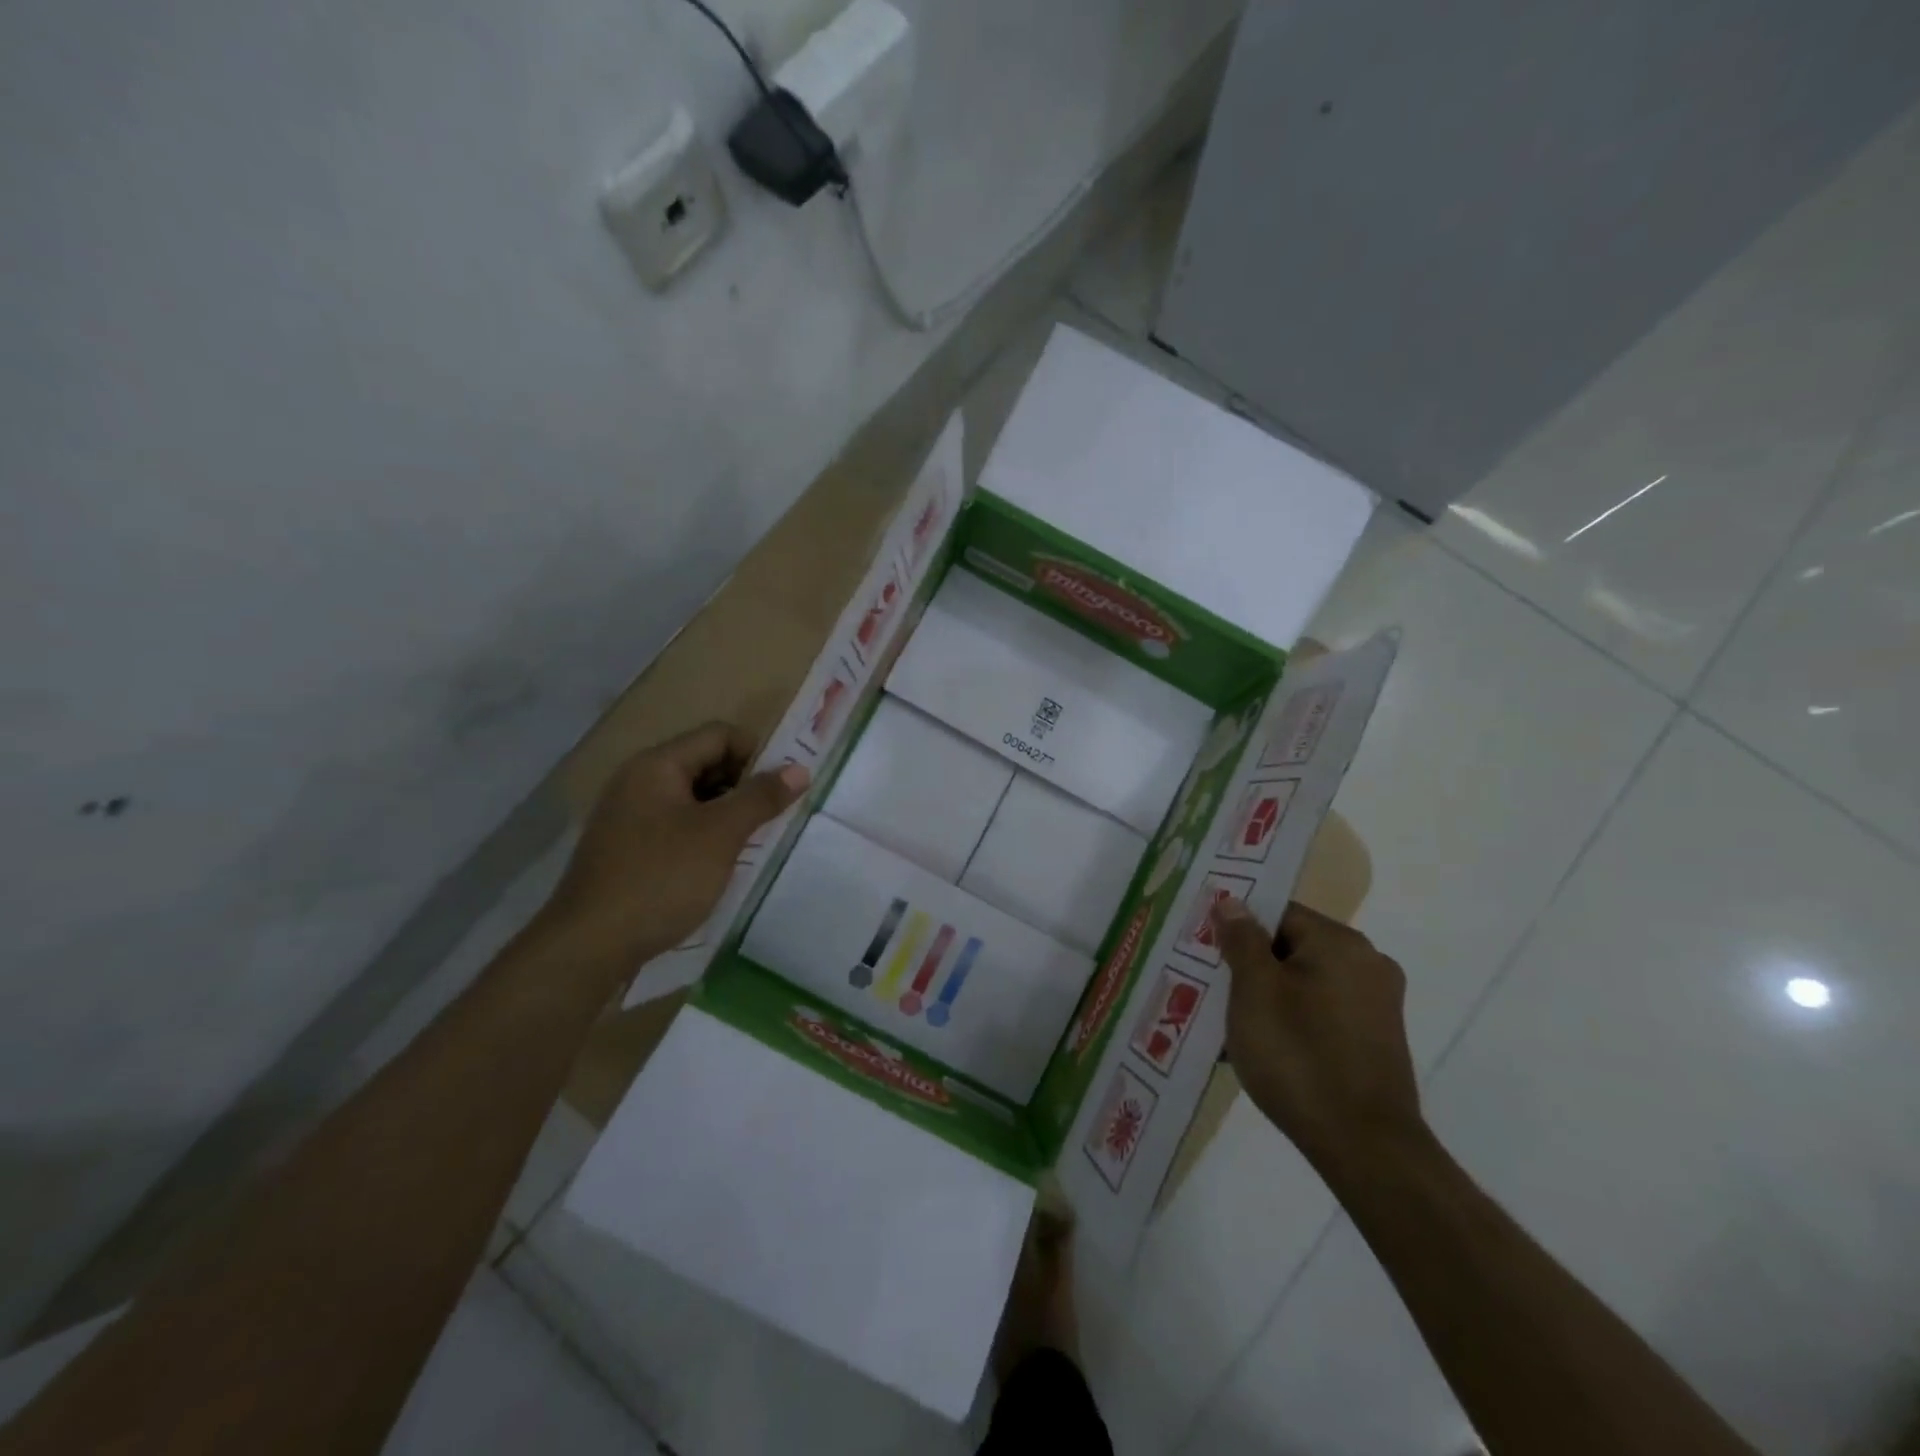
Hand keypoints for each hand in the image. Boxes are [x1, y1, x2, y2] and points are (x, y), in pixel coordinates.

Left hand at [539, 722, 808, 977]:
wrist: (588, 947)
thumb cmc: (660, 879)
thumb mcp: (720, 835)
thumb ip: (761, 797)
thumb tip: (800, 769)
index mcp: (657, 765)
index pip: (719, 735)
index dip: (758, 754)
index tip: (786, 788)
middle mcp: (638, 781)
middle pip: (705, 763)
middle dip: (745, 785)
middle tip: (775, 817)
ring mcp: (629, 817)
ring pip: (693, 798)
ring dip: (727, 813)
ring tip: (754, 842)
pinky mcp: (627, 849)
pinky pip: (676, 826)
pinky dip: (705, 835)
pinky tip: (720, 864)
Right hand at [1212, 897, 1424, 1175]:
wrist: (1365, 1149)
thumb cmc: (1299, 1057)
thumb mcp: (1254, 991)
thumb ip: (1241, 940)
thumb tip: (1233, 901)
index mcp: (1340, 943)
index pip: (1277, 913)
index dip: (1237, 929)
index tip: (1206, 952)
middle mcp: (1367, 963)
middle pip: (1292, 947)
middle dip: (1249, 967)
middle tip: (1210, 989)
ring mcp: (1377, 1005)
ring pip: (1305, 983)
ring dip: (1268, 998)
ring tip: (1230, 1026)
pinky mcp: (1377, 1041)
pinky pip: (1322, 1013)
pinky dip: (1293, 1022)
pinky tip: (1263, 1051)